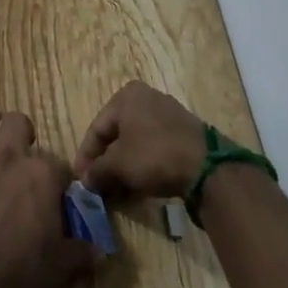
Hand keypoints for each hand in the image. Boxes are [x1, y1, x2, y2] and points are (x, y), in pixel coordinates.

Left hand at [0, 106, 95, 287]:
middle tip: (20, 146)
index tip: (57, 194)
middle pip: (16, 123)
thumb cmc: (19, 272)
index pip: (58, 165)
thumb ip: (80, 251)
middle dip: (20, 130)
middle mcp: (6, 158)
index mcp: (40, 175)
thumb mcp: (61, 266)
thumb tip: (98, 251)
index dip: (59, 179)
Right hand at [74, 81, 207, 198]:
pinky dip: (143, 165)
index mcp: (126, 96)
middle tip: (98, 186)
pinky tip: (138, 185)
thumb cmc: (154, 154)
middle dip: (106, 163)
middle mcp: (146, 98)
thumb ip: (97, 171)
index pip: (96, 128)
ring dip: (124, 167)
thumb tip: (85, 181)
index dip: (86, 156)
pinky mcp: (184, 133)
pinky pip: (154, 148)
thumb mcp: (118, 164)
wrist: (207, 166)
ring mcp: (168, 114)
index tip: (81, 180)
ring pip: (136, 143)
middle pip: (116, 135)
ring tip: (117, 190)